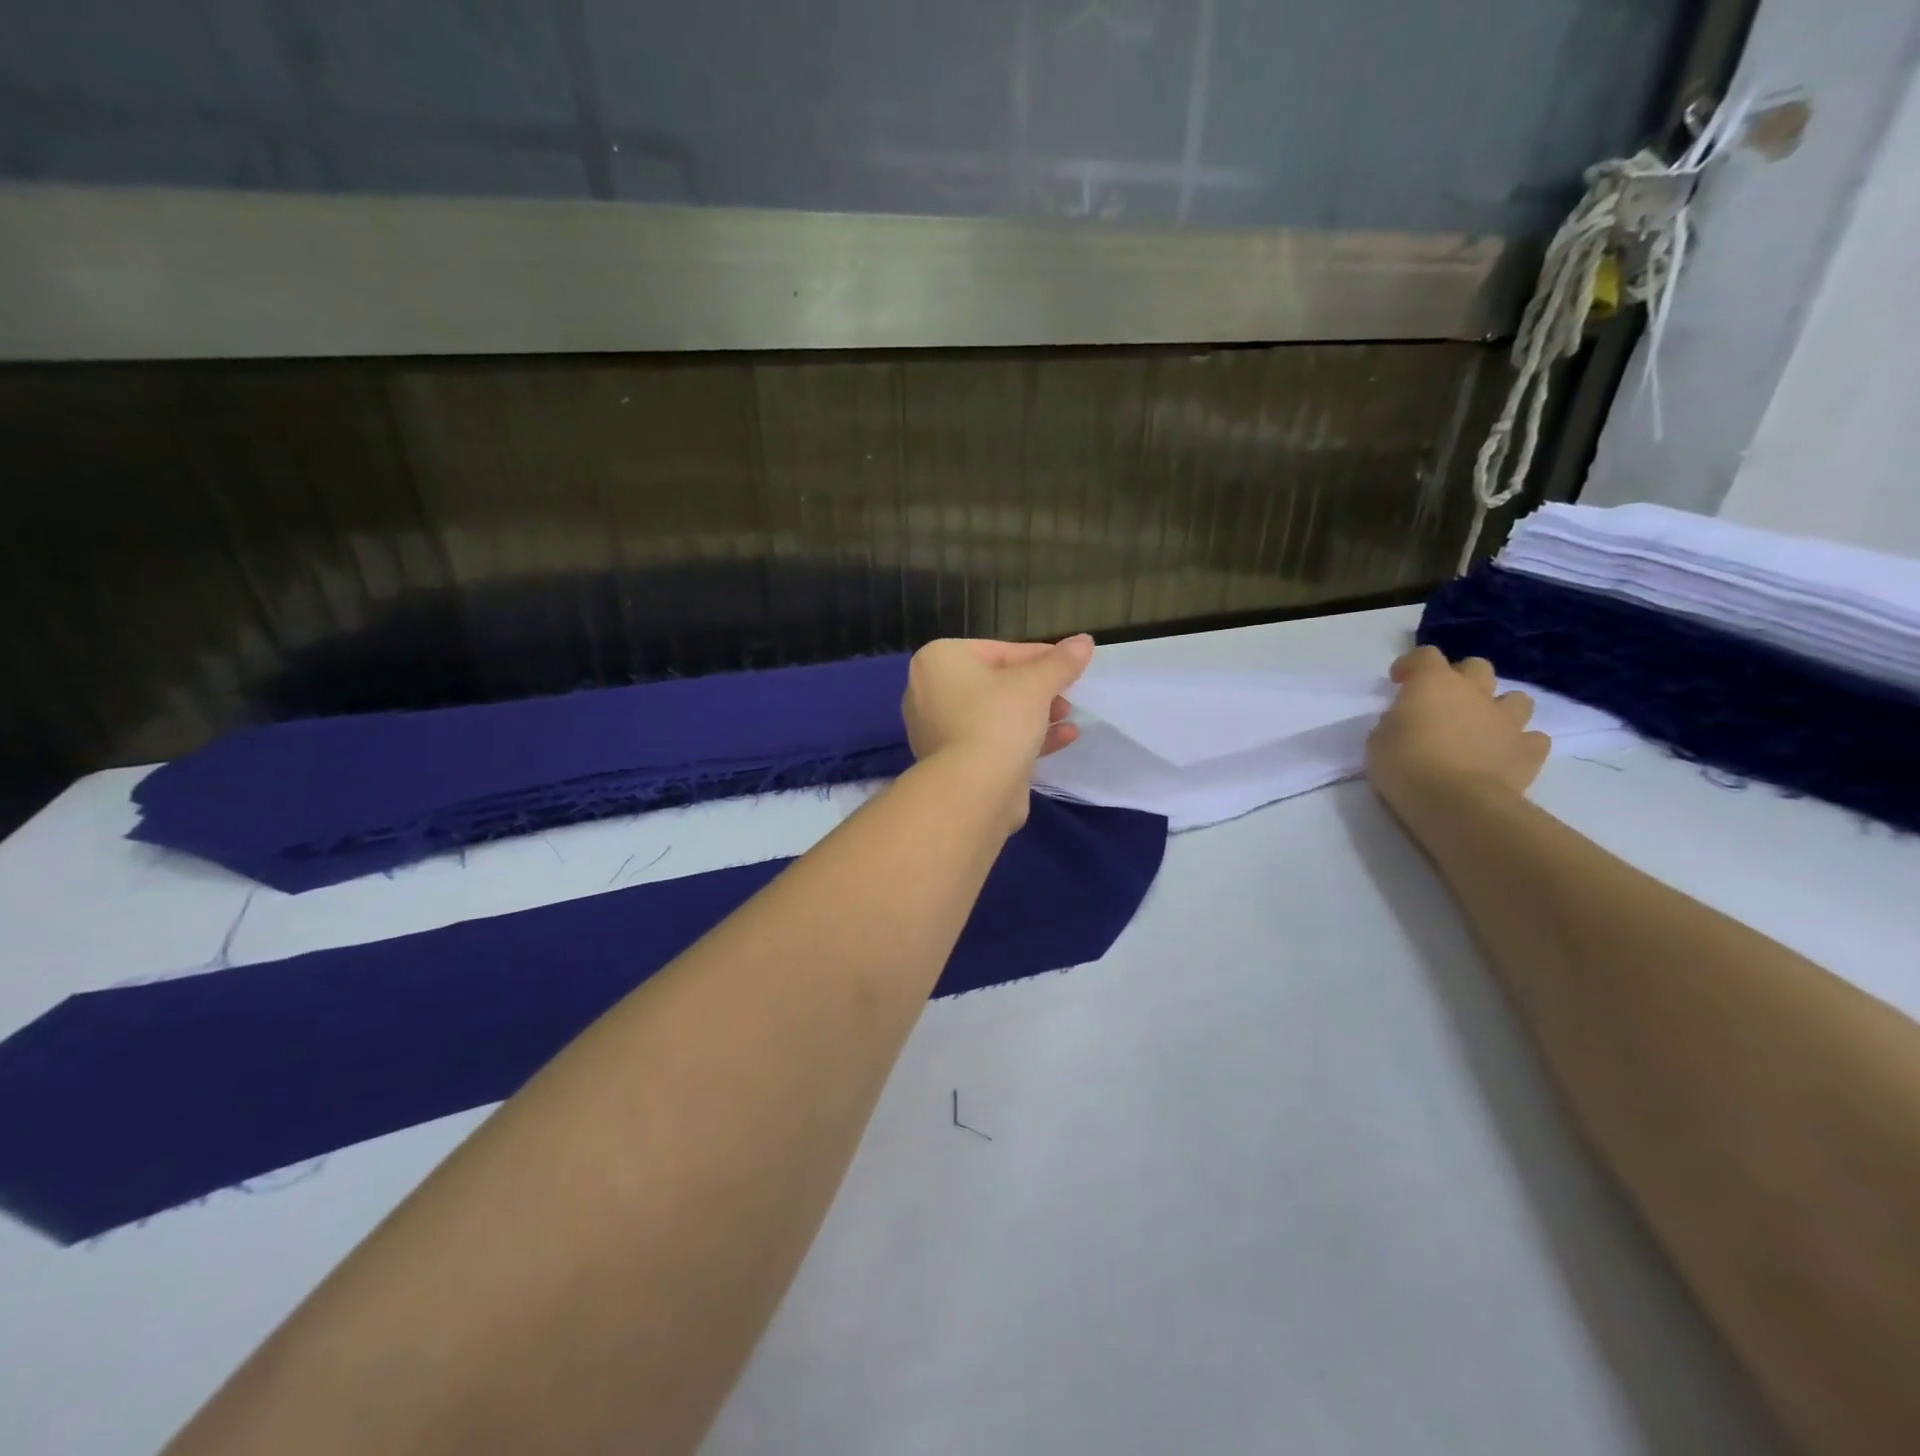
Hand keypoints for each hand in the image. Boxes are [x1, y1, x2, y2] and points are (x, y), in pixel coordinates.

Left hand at [902, 636, 1093, 822]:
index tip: (1069, 665)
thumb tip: (1084, 641)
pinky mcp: (952, 763)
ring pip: (995, 714)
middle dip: (1037, 689)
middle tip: (1066, 695)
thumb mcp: (1037, 684)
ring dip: (1035, 714)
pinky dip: (1024, 738)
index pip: (997, 650)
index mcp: (938, 661)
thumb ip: (1061, 662)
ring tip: (1067, 716)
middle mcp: (929, 692)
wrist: (972, 791)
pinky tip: (1064, 739)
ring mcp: (937, 731)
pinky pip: (991, 741)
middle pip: (995, 683)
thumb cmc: (998, 721)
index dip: (1039, 657)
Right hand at [1365, 646, 1549, 830]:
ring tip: (1481, 727)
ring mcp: (1507, 721)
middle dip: (1461, 678)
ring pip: (1517, 698)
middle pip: (1477, 667)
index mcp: (1433, 684)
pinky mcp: (1529, 751)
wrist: (1456, 802)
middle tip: (1443, 702)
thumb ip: (1395, 723)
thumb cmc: (1405, 765)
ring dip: (1499, 708)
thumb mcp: (1379, 740)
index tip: (1398, 682)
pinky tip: (1504, 756)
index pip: (1424, 656)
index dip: (1411, 665)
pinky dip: (1520, 744)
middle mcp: (1475, 693)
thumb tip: (1407, 722)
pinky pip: (1533, 739)